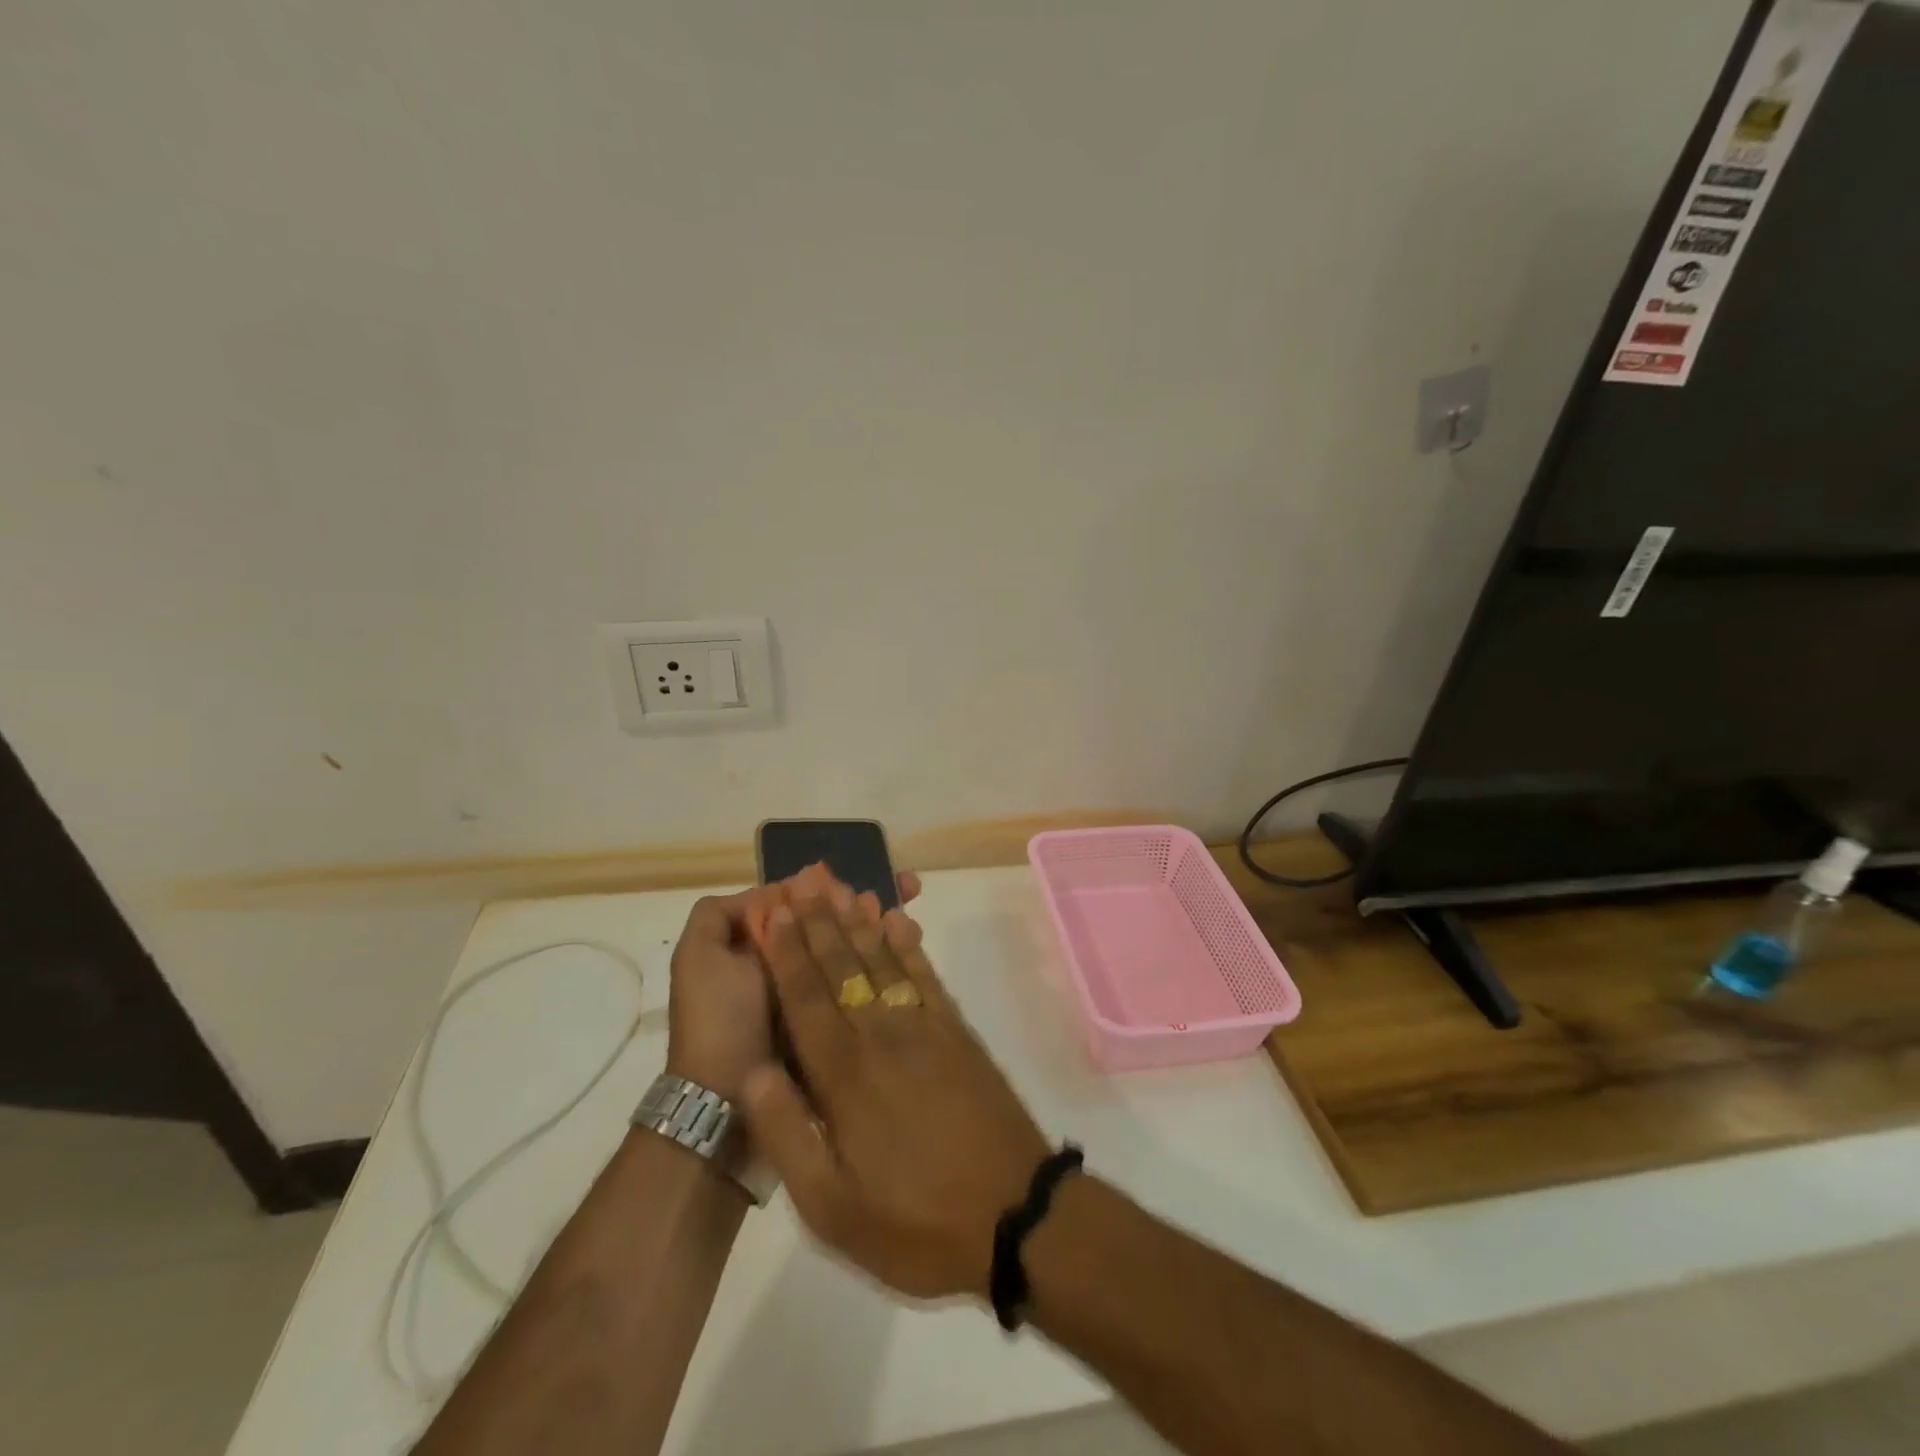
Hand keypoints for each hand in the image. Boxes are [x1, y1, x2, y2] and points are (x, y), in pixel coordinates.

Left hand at [665, 871, 919, 1104]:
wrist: (728, 1103)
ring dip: (881, 925)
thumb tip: (771, 894)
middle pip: (833, 920)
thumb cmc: (717, 1020)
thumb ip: (719, 914)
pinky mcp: (837, 1018)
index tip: (861, 876)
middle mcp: (790, 962)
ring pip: (854, 945)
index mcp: (759, 944)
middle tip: (907, 888)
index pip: (801, 902)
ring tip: (909, 915)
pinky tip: (911, 941)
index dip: (829, 886)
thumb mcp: (699, 956)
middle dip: (866, 901)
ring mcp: (816, 991)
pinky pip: (864, 979)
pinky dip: (888, 958)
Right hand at [742, 874, 1049, 1300]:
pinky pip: (926, 977)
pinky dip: (909, 945)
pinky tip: (899, 921)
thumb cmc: (916, 1222)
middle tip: (803, 877)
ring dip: (859, 921)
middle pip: (843, 966)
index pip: (806, 998)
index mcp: (844, 1075)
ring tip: (842, 886)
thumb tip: (750, 1072)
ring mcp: (925, 1029)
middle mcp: (881, 1036)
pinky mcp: (958, 1033)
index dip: (787, 952)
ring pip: (883, 961)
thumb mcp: (831, 1208)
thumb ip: (786, 1135)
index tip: (774, 910)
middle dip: (819, 920)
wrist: (1016, 1215)